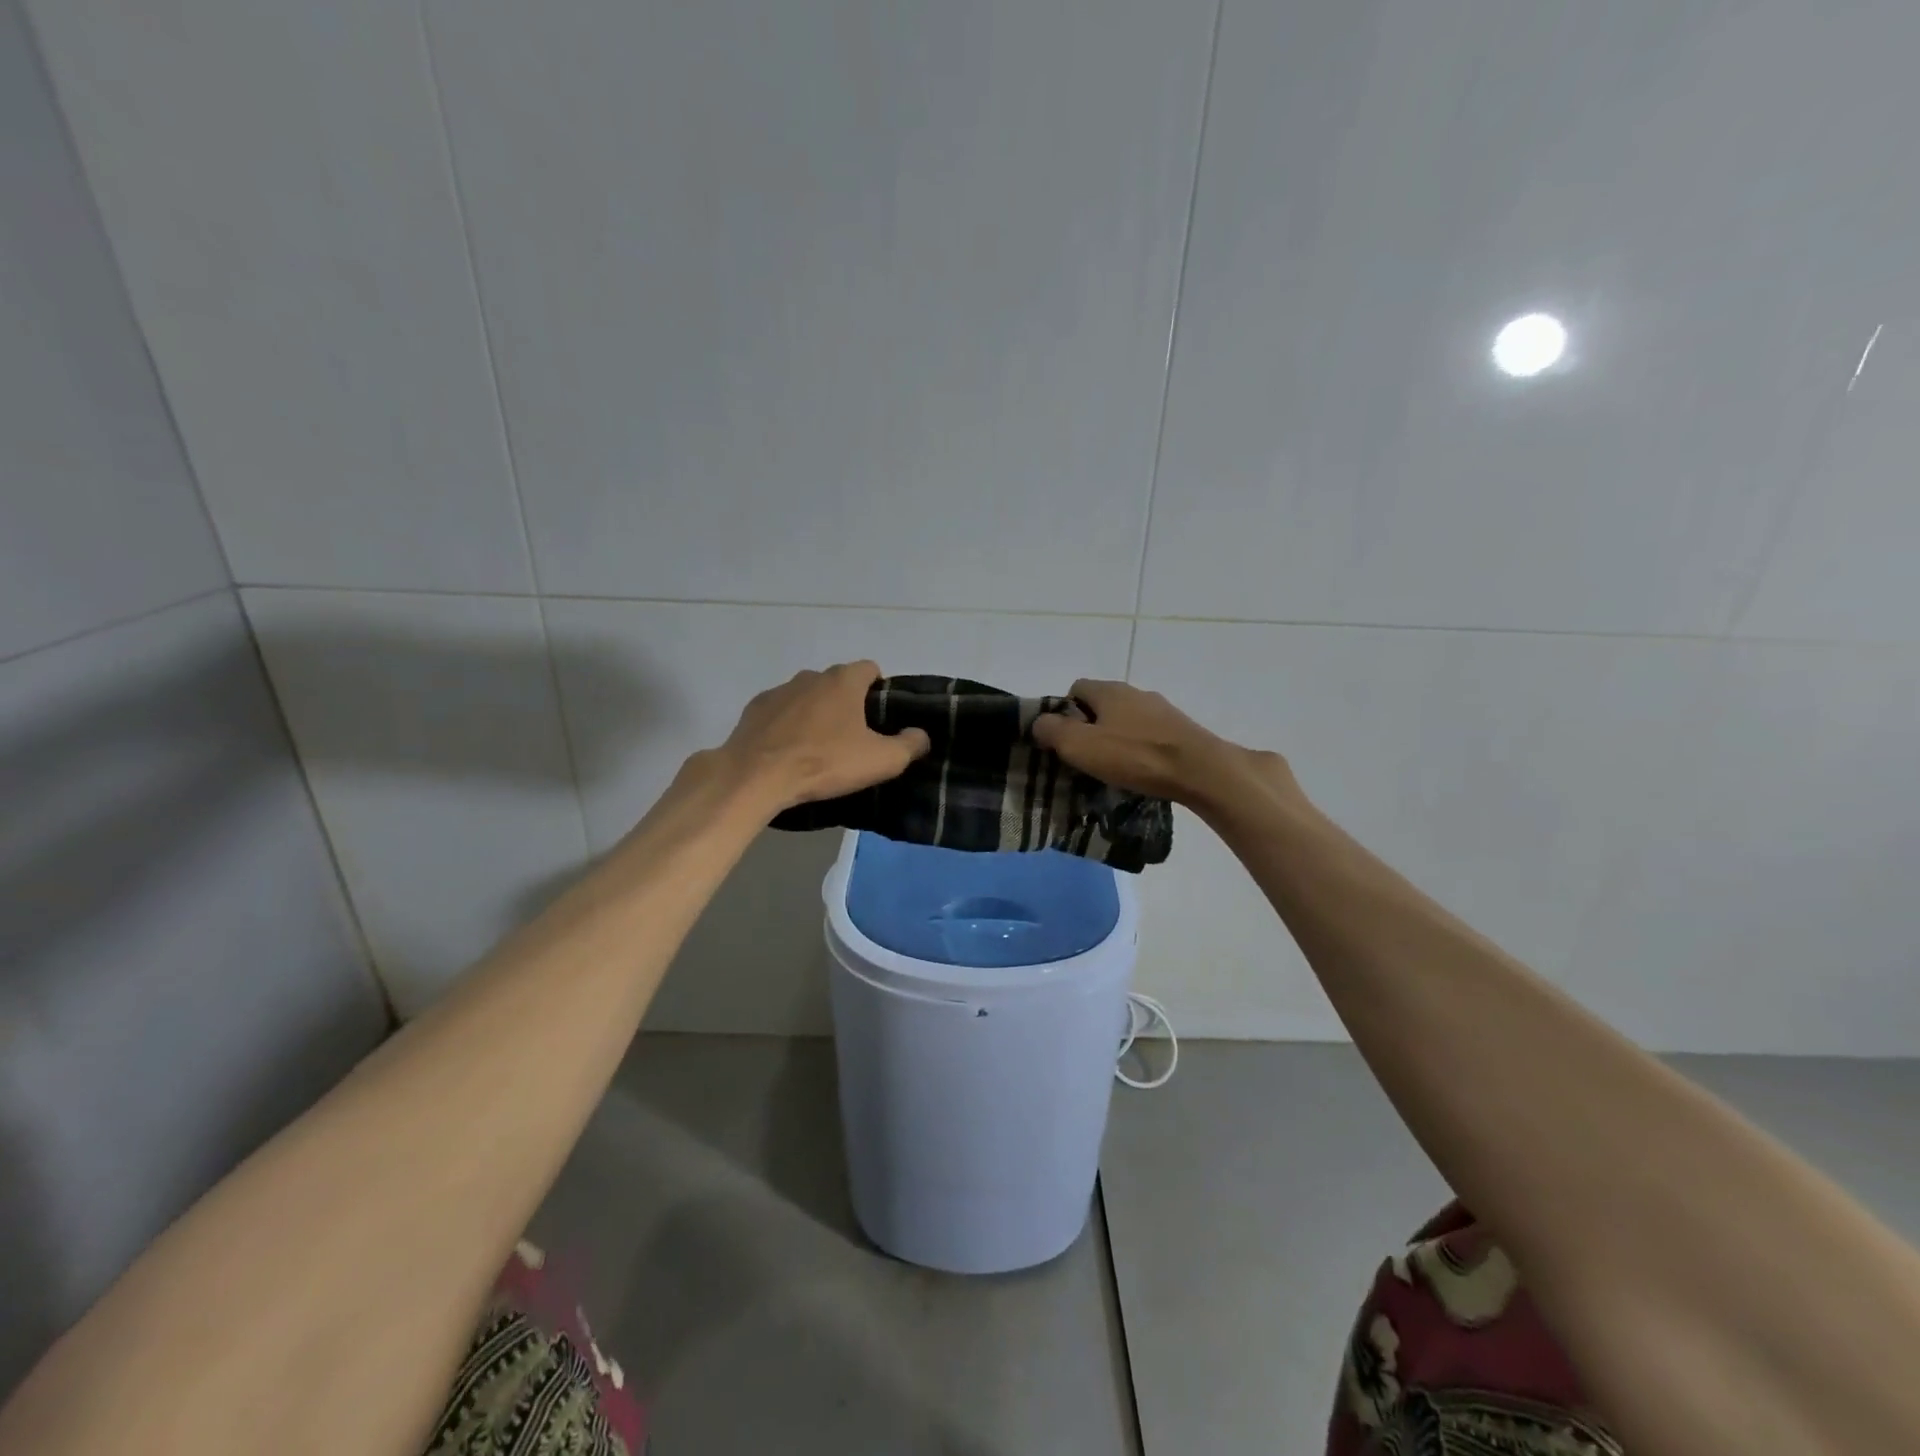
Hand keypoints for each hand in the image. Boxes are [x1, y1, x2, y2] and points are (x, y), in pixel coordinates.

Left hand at [712, 661, 929, 811]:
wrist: (757, 776)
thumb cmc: (825, 762)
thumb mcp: (881, 760)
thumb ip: (909, 745)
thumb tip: (921, 734)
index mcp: (843, 680)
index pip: (870, 668)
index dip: (879, 689)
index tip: (880, 718)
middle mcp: (811, 676)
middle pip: (837, 682)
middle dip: (847, 703)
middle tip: (852, 737)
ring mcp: (779, 691)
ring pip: (807, 696)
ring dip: (816, 713)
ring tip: (818, 747)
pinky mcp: (754, 709)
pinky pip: (780, 712)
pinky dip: (787, 725)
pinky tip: (788, 751)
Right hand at [1030, 680, 1296, 810]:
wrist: (1201, 770)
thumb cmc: (1135, 756)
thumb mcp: (1080, 746)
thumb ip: (1052, 732)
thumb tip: (1039, 723)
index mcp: (1109, 690)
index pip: (1076, 688)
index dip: (1064, 712)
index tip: (1063, 740)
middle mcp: (1135, 692)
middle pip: (1102, 704)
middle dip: (1090, 727)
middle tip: (1085, 758)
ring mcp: (1162, 710)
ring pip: (1127, 720)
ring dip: (1117, 739)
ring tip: (1114, 769)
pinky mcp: (1181, 730)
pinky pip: (1150, 735)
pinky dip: (1140, 749)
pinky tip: (1141, 771)